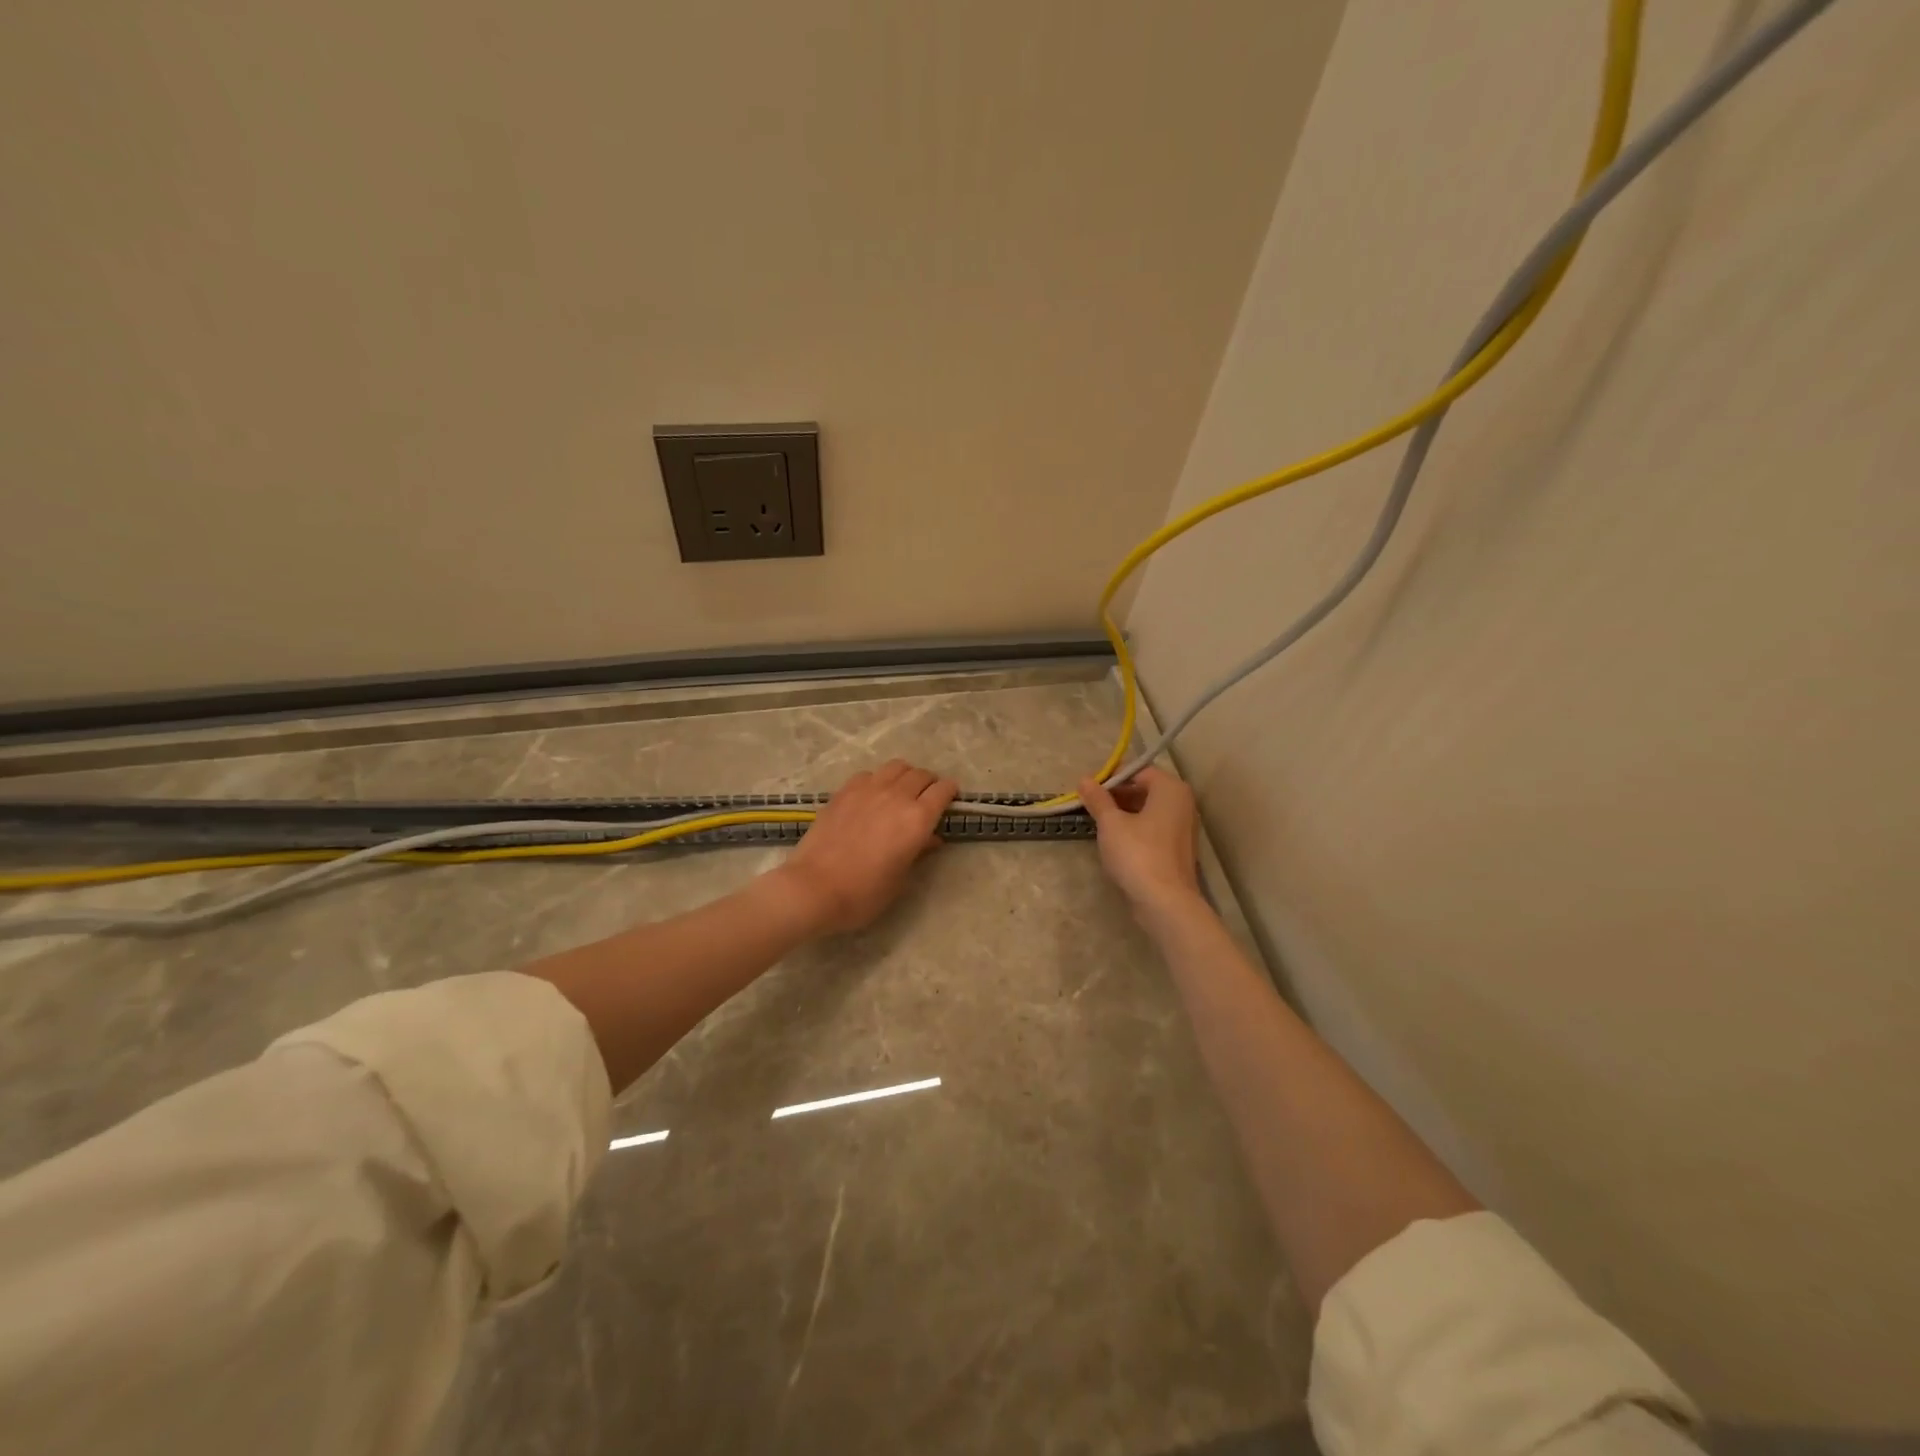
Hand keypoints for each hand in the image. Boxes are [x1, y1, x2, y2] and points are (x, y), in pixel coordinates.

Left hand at [777, 760, 958, 934]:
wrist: (813, 888)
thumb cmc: (863, 893)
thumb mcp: (900, 879)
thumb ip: (918, 851)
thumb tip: (931, 838)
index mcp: (917, 819)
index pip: (943, 790)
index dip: (950, 792)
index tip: (950, 800)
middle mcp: (897, 796)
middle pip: (921, 774)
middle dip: (929, 783)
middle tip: (927, 798)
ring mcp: (868, 789)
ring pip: (896, 767)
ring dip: (905, 776)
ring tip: (902, 791)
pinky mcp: (844, 791)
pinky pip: (869, 774)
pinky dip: (878, 780)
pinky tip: (872, 795)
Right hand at [1079, 768, 1203, 923]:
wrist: (1165, 902)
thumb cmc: (1138, 854)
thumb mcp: (1111, 824)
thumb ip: (1097, 799)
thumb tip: (1084, 780)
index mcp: (1170, 789)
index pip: (1138, 770)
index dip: (1111, 777)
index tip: (1089, 788)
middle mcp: (1182, 803)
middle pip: (1145, 789)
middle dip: (1117, 794)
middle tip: (1090, 804)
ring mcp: (1183, 827)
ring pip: (1148, 810)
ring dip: (1124, 812)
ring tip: (1098, 822)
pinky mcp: (1178, 848)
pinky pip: (1153, 828)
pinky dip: (1135, 828)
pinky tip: (1115, 840)